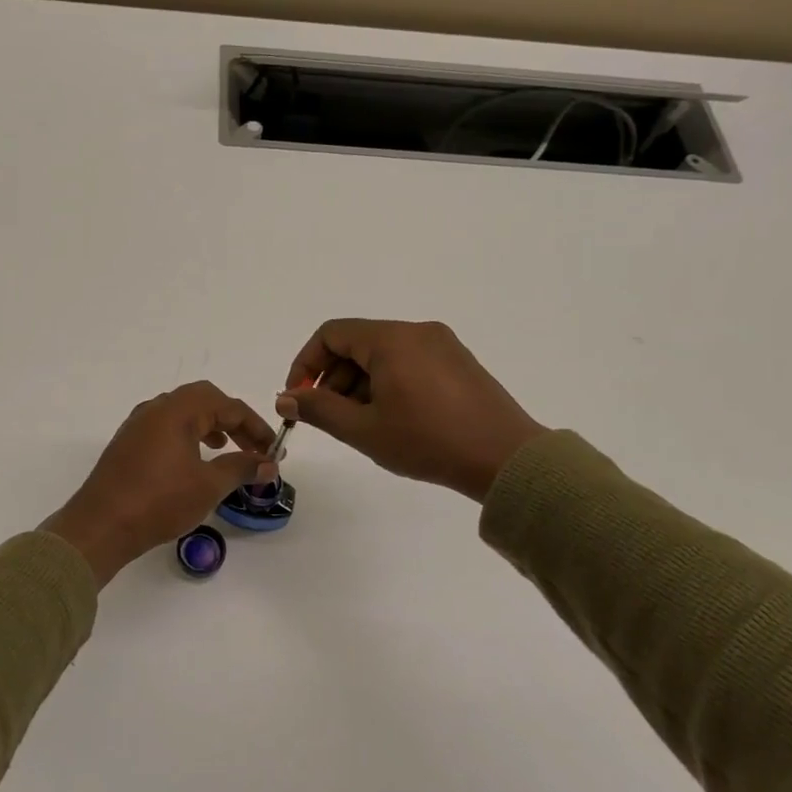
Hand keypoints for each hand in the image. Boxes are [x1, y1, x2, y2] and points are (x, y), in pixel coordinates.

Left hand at [41, 382, 277, 586]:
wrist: (100, 526)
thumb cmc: (159, 501)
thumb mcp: (208, 485)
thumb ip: (241, 468)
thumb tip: (268, 463)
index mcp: (177, 410)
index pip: (227, 406)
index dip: (255, 426)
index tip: (273, 449)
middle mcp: (155, 408)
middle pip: (203, 400)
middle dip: (232, 420)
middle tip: (251, 445)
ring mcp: (137, 425)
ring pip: (181, 412)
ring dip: (209, 426)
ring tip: (225, 448)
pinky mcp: (127, 444)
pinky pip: (164, 427)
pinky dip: (187, 435)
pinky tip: (192, 461)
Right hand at [275, 319, 547, 501]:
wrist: (506, 459)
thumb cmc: (428, 441)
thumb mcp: (364, 430)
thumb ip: (318, 409)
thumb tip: (285, 398)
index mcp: (391, 339)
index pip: (331, 334)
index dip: (306, 364)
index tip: (298, 398)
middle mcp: (417, 332)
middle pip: (357, 343)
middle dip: (333, 378)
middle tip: (327, 417)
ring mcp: (442, 345)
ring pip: (383, 355)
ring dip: (359, 384)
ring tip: (361, 425)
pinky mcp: (459, 363)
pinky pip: (409, 363)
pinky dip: (387, 383)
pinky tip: (391, 419)